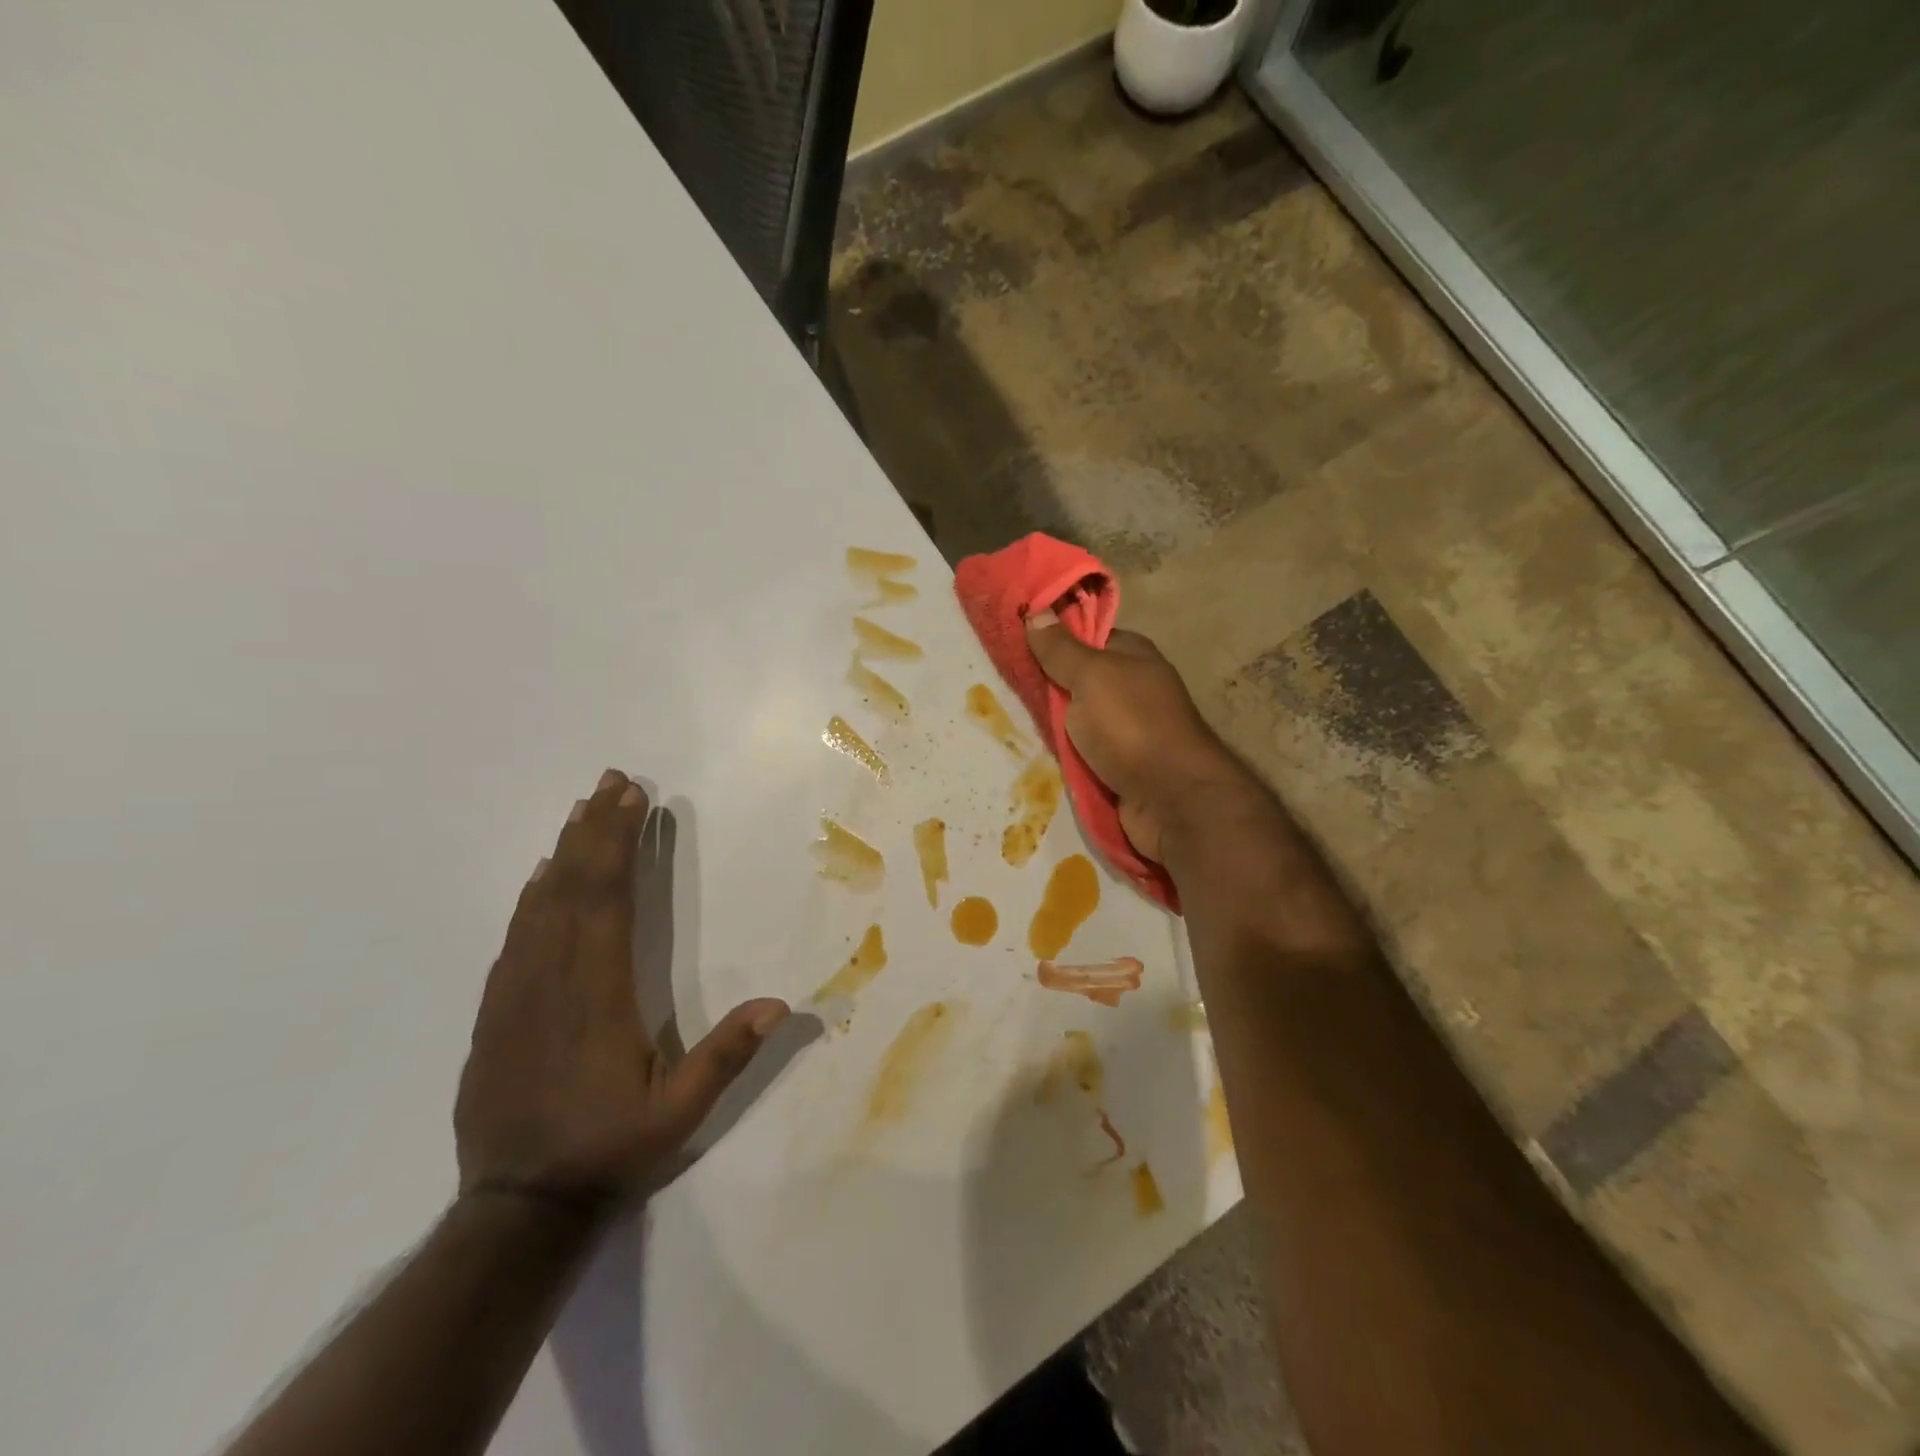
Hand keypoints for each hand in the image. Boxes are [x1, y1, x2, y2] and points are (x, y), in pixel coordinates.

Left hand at [455, 770, 787, 1208]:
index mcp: (599, 996)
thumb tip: (782, 1004)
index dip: (620, 846)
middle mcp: (554, 982)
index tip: (633, 802)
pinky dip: (532, 897)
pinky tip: (542, 876)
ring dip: (565, 852)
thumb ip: (727, 1056)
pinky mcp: (495, 1014)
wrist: (516, 1210)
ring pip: (540, 906)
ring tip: (582, 810)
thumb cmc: (608, 1151)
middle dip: (595, 830)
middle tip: (611, 782)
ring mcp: (517, 995)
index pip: (608, 902)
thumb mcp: (680, 1114)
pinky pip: (515, 937)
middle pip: (573, 889)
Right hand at [1026, 611, 1241, 863]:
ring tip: (1005, 719)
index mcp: (1132, 656)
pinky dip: (1062, 754)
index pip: (1085, 636)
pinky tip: (1031, 752)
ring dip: (1049, 725)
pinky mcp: (1119, 766)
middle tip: (1000, 684)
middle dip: (1044, 685)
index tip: (1012, 641)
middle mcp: (1131, 688)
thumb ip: (1061, 649)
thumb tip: (1036, 611)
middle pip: (1077, 680)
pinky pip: (1081, 753)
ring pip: (1076, 720)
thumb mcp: (1091, 676)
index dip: (1051, 637)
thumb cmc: (1132, 726)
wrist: (1172, 800)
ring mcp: (1127, 730)